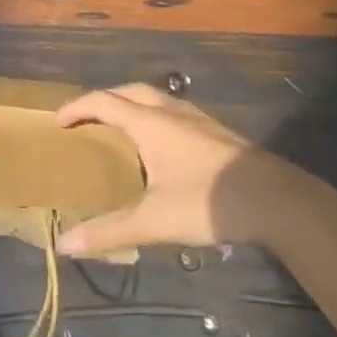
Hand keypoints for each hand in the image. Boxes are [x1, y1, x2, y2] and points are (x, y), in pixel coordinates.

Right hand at [54, 83, 328, 257]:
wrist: (278, 201)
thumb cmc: (208, 201)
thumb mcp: (153, 221)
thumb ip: (108, 232)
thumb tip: (64, 245)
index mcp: (149, 123)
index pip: (103, 101)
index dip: (77, 108)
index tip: (58, 122)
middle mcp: (171, 112)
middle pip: (129, 91)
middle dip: (103, 100)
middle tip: (86, 120)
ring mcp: (199, 120)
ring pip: (157, 99)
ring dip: (132, 105)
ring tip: (121, 130)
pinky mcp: (219, 134)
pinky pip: (175, 112)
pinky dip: (155, 118)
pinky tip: (163, 148)